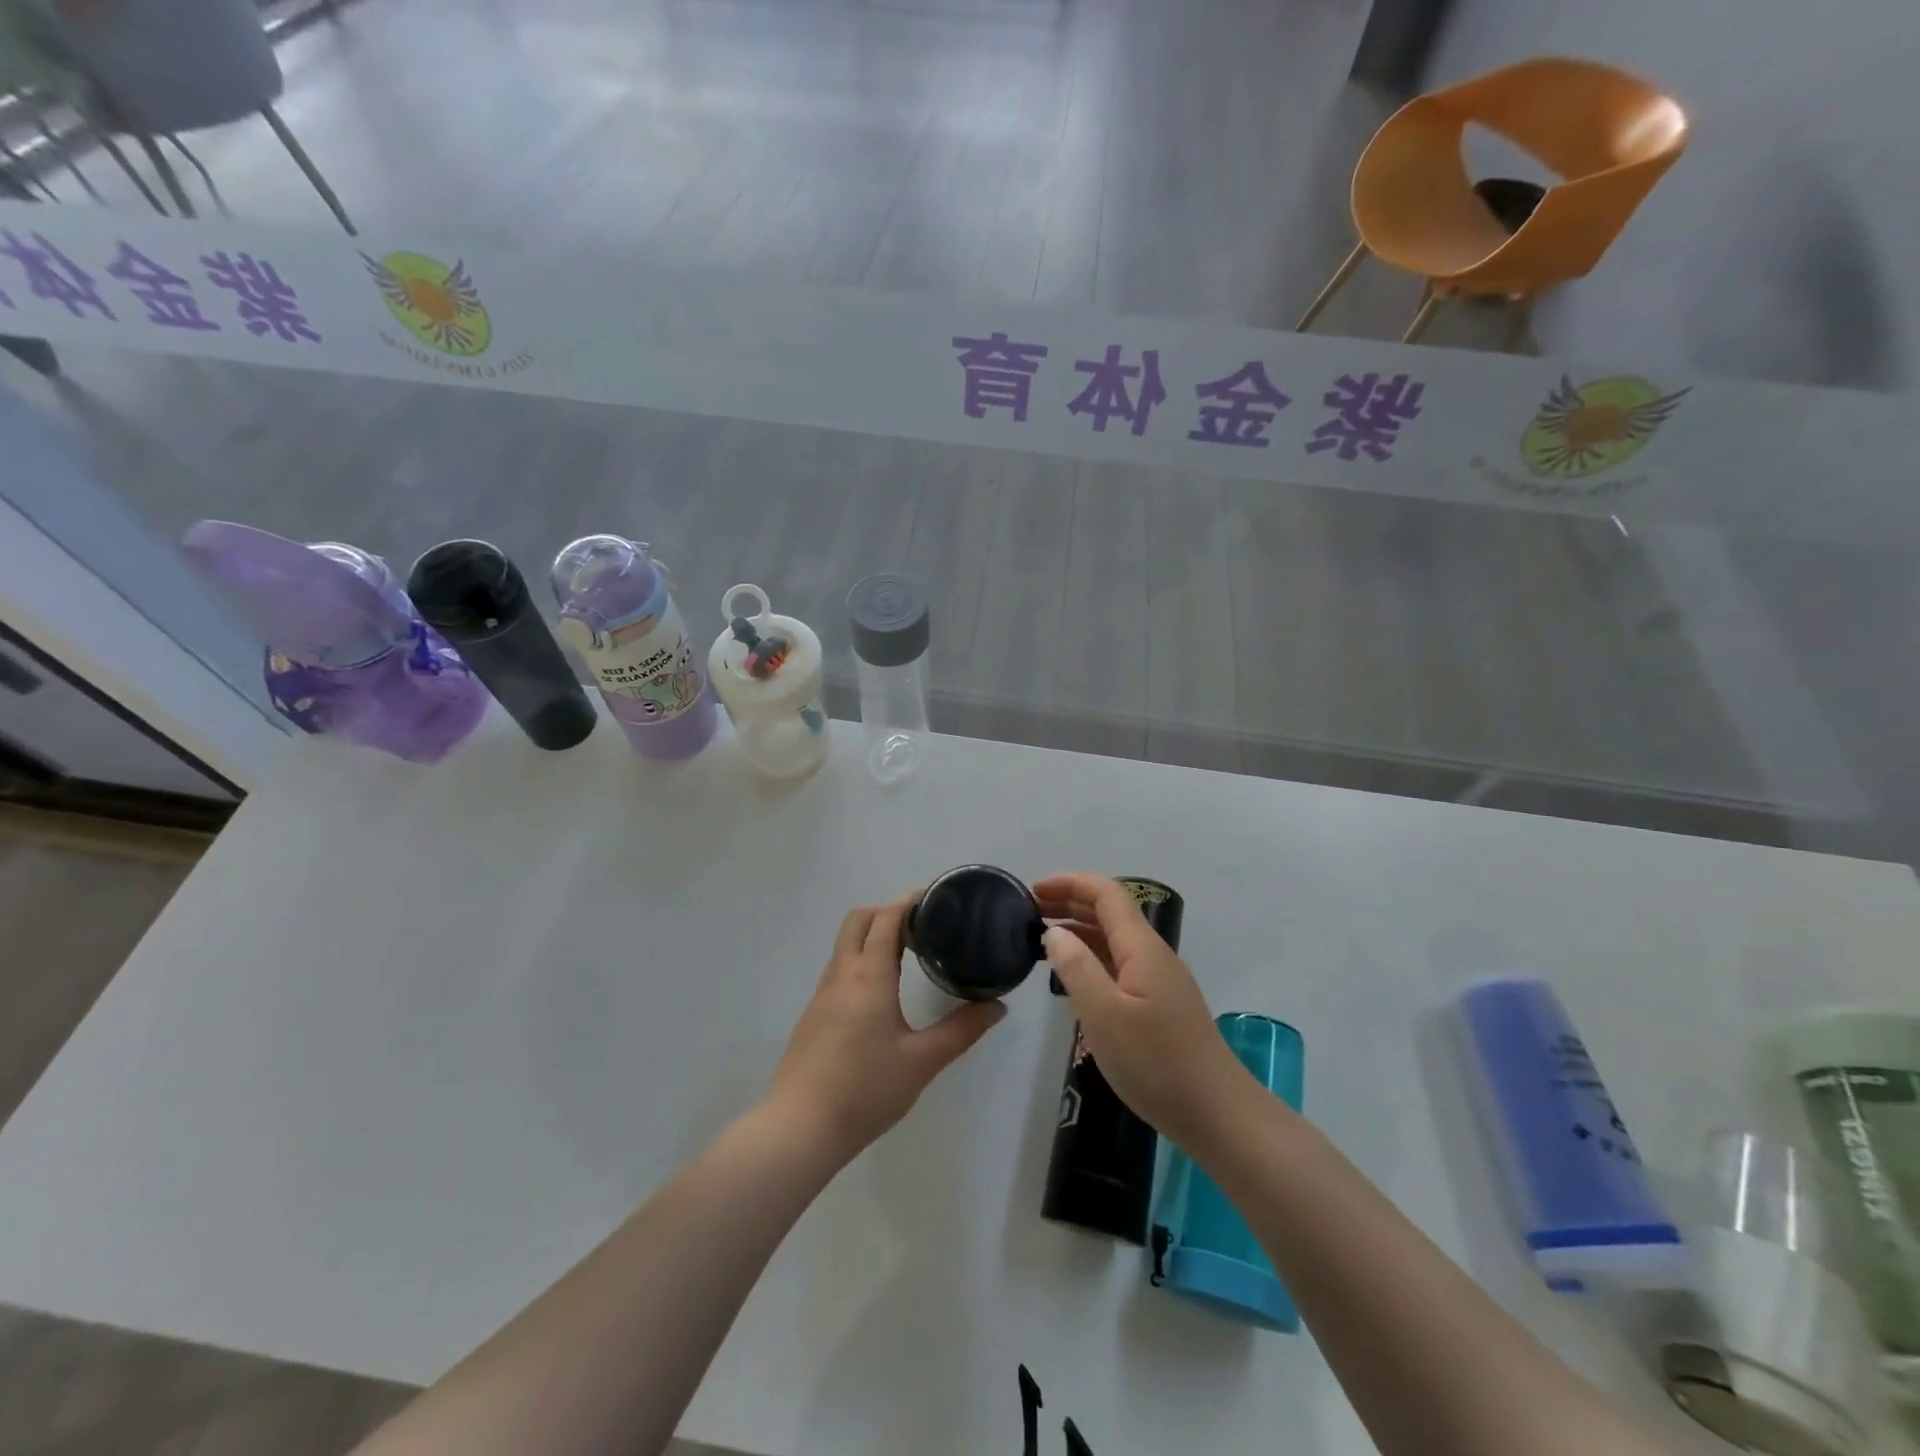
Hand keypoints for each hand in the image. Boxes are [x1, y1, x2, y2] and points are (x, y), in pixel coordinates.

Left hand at [767, 892, 1005, 1162]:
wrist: (800, 1129)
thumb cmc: (865, 1090)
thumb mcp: (922, 1062)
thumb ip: (961, 1031)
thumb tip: (997, 1007)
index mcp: (869, 976)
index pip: (886, 918)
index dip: (908, 901)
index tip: (935, 897)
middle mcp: (841, 975)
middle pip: (858, 920)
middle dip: (887, 911)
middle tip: (922, 925)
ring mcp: (822, 994)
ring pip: (845, 944)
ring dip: (872, 934)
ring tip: (906, 952)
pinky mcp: (813, 1015)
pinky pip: (838, 968)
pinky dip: (860, 959)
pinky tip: (880, 991)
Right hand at [1036, 873, 1254, 1151]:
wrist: (1217, 1114)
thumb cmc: (1156, 1063)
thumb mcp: (1104, 1015)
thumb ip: (1076, 967)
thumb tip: (1054, 932)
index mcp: (1141, 947)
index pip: (1106, 894)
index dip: (1070, 884)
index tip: (1034, 891)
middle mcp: (1153, 955)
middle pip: (1111, 912)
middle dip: (1071, 903)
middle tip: (1030, 912)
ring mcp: (1160, 980)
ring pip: (1115, 940)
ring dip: (1080, 930)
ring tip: (1043, 940)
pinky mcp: (1160, 1005)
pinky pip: (1120, 965)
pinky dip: (1092, 958)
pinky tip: (1073, 978)